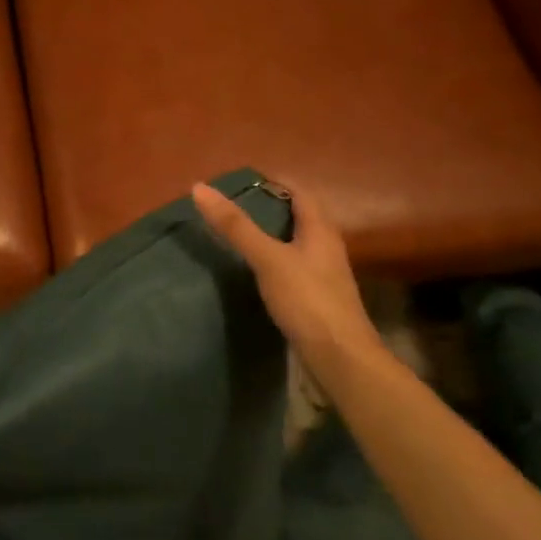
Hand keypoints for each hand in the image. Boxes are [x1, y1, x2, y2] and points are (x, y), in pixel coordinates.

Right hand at [192, 181, 384, 379]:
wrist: (340, 357)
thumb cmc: (307, 299)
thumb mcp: (268, 258)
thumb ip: (235, 226)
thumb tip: (200, 188)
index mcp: (320, 230)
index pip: (300, 193)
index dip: (274, 183)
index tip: (242, 183)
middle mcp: (326, 247)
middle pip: (299, 217)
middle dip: (269, 208)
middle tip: (233, 207)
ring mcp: (323, 274)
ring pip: (296, 243)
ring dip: (271, 235)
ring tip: (237, 235)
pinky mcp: (316, 297)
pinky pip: (293, 267)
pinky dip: (273, 260)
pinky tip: (254, 271)